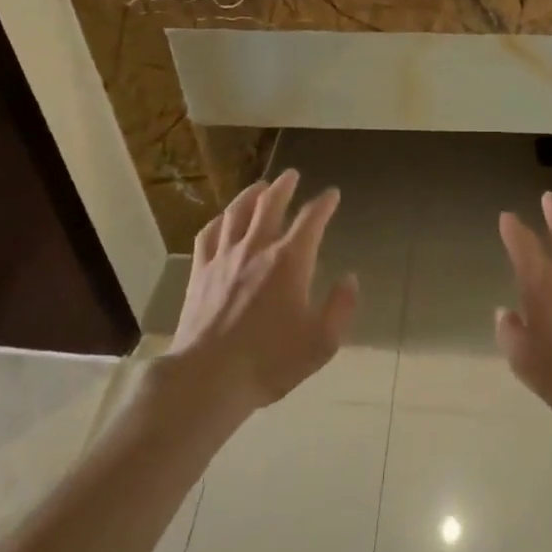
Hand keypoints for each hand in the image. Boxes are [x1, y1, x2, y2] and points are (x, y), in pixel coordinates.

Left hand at [169, 171, 356, 413]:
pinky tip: (222, 219)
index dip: (324, 203)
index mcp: (290, 260)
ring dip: (251, 194)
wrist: (208, 377)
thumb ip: (341, 307)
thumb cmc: (270, 361)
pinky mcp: (201, 272)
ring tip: (259, 186)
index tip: (332, 194)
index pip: (312, 219)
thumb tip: (350, 279)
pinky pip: (208, 234)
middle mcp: (257, 248)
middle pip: (270, 203)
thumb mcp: (321, 342)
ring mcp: (224, 257)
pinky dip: (219, 220)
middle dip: (284, 186)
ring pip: (237, 212)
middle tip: (291, 175)